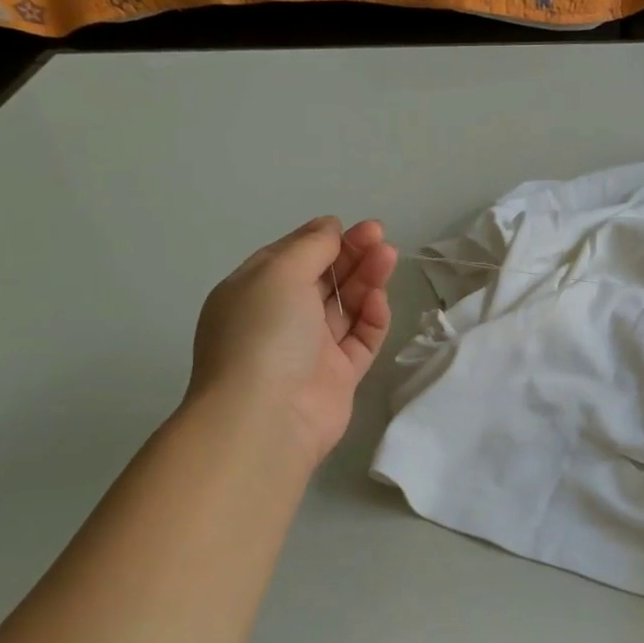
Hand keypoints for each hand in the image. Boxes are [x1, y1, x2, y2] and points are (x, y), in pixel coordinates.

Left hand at [186, 217, 397, 461]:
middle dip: (352, 256)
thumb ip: (310, 246)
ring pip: (345, 307)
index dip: (324, 240)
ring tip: (389, 256)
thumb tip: (329, 226)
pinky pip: (360, 340)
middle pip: (323, 280)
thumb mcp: (279, 273)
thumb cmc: (264, 333)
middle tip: (380, 237)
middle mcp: (281, 319)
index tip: (354, 227)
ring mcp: (311, 349)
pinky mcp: (339, 376)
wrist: (266, 416)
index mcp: (254, 292)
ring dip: (366, 279)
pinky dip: (370, 317)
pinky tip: (378, 299)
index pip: (293, 258)